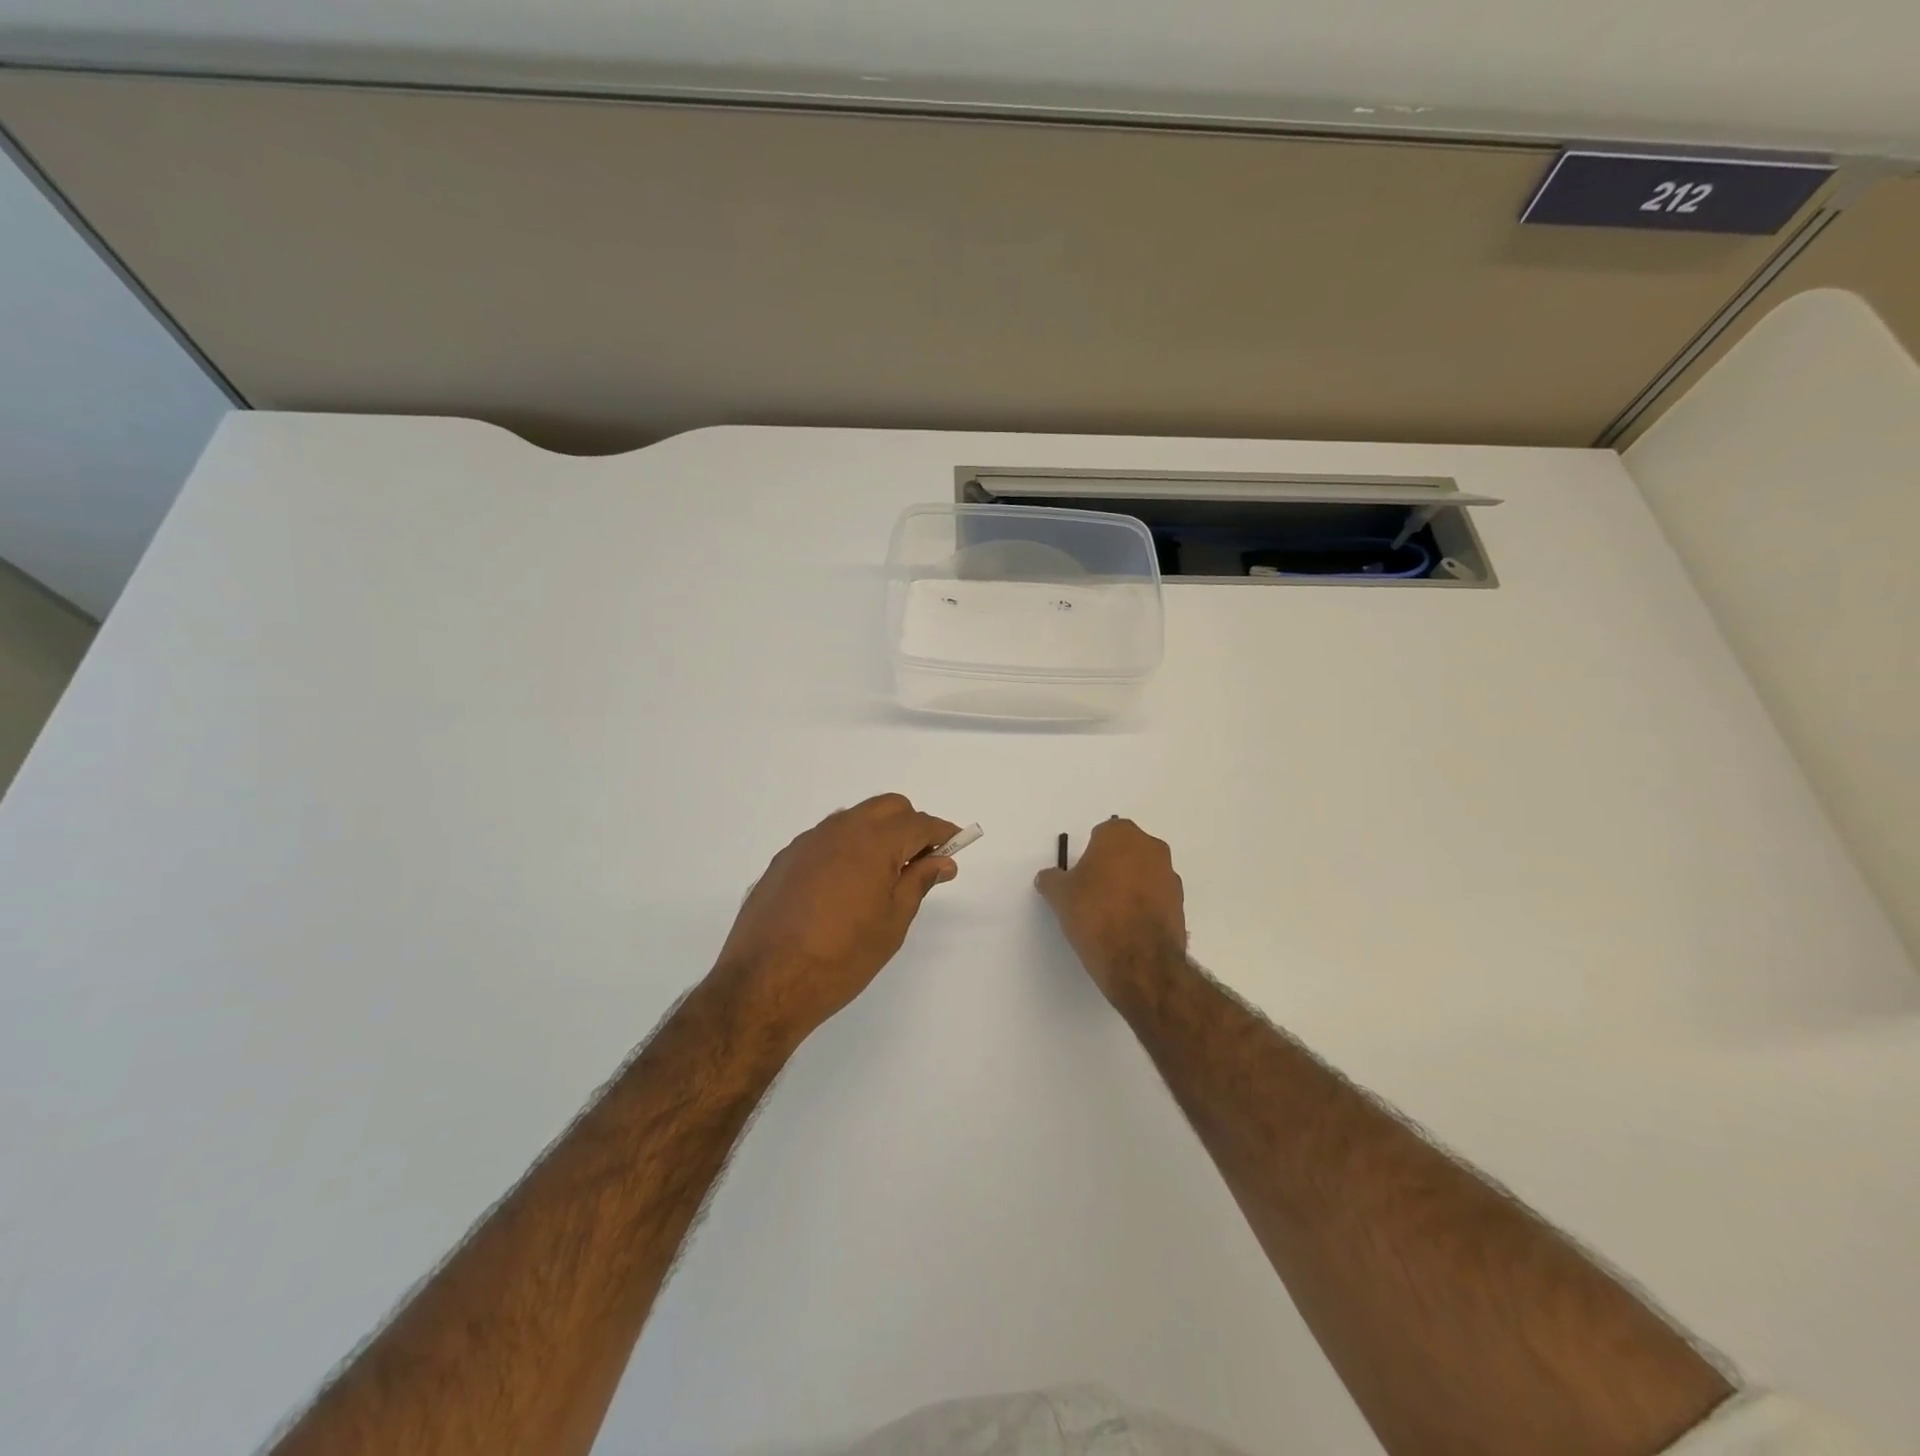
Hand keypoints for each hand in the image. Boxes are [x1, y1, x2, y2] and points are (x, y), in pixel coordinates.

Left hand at [715, 794, 959, 1044]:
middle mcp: (839, 830)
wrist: (765, 983)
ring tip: (882, 876)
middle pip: (887, 807)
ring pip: (854, 819)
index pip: (919, 823)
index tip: (956, 845)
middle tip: (920, 862)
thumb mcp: (892, 923)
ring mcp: (807, 842)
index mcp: (873, 842)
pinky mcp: (785, 859)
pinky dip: (847, 848)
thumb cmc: (842, 958)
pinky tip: (843, 887)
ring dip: (877, 833)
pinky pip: (826, 839)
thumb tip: (941, 861)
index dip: (942, 832)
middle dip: (910, 825)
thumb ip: (918, 882)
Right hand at [1035, 818, 1186, 1008]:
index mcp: (1121, 835)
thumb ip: (1052, 880)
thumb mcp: (1060, 896)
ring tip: (1110, 916)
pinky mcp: (1180, 904)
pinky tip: (1128, 929)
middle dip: (1112, 867)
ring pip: (1143, 874)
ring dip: (1130, 887)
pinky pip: (1156, 898)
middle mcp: (1151, 848)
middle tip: (1092, 894)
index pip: (1101, 835)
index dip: (1088, 856)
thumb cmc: (1095, 914)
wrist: (1139, 960)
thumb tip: (1048, 877)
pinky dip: (1144, 907)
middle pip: (1126, 852)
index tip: (1080, 878)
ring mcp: (1170, 876)